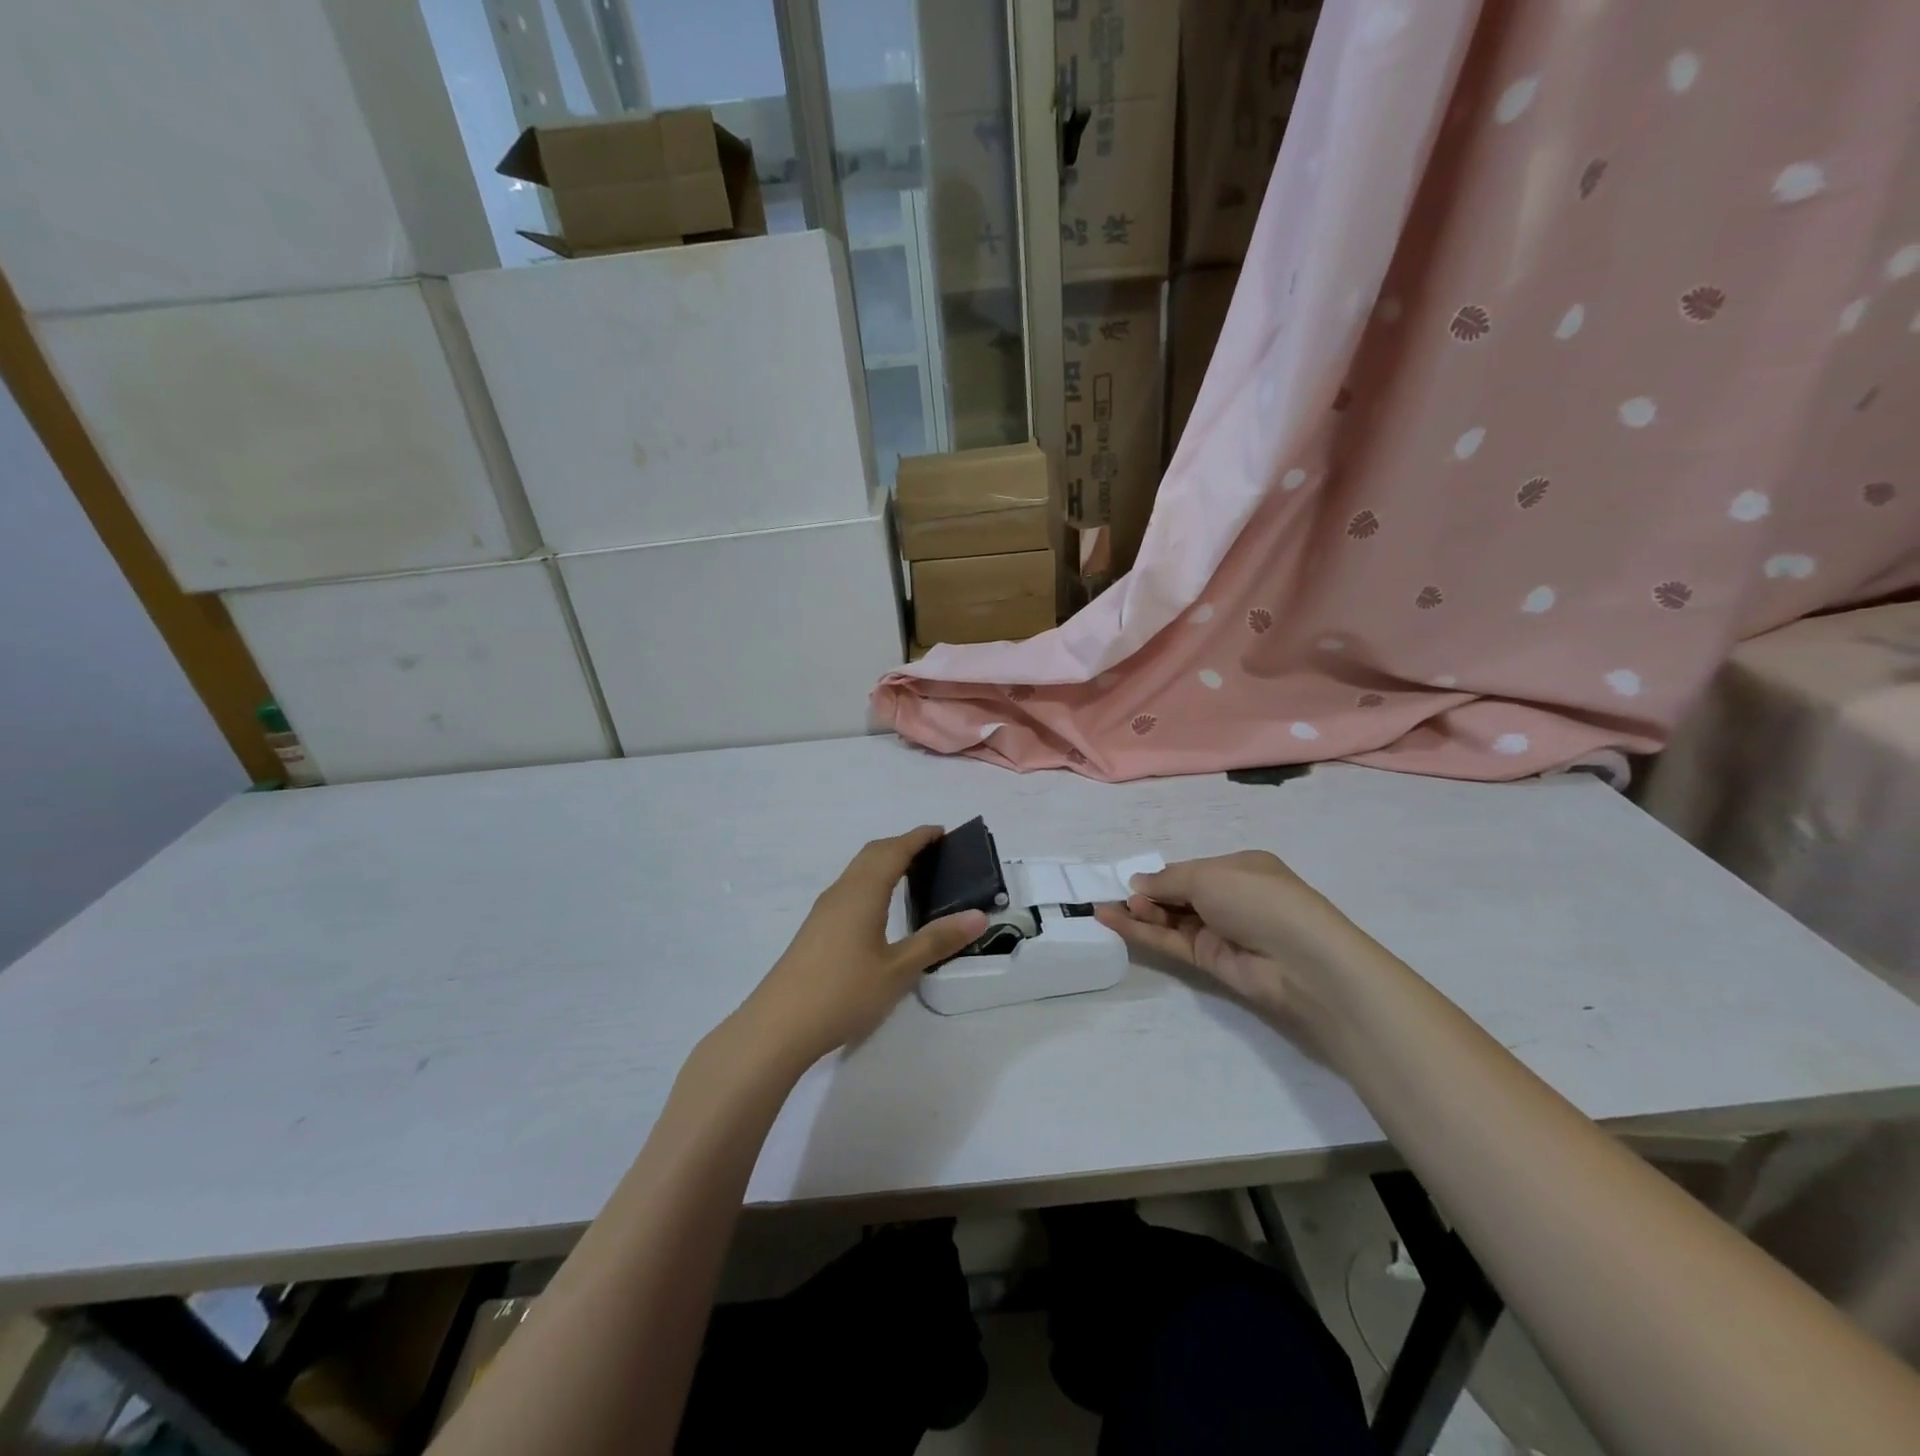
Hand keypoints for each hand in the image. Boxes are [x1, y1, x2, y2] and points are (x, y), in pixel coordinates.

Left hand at [735, 827, 987, 1069]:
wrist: (778, 1027)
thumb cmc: (843, 993)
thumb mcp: (898, 970)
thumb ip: (937, 941)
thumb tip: (978, 915)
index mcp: (862, 892)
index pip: (894, 850)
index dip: (919, 838)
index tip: (943, 832)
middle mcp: (841, 892)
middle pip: (872, 854)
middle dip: (902, 845)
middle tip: (933, 852)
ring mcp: (823, 911)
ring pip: (857, 871)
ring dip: (884, 862)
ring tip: (912, 874)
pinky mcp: (815, 930)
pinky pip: (849, 888)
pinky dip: (871, 881)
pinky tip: (879, 907)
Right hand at [1094, 851, 1371, 1032]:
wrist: (1300, 961)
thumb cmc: (1258, 898)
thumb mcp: (1208, 876)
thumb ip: (1167, 880)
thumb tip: (1136, 883)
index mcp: (1238, 869)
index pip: (1191, 869)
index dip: (1161, 874)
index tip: (1129, 878)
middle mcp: (1229, 898)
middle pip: (1177, 894)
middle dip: (1147, 893)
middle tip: (1114, 895)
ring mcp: (1219, 931)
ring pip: (1170, 919)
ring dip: (1140, 912)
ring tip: (1107, 906)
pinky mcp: (1209, 961)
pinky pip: (1168, 942)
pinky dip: (1141, 932)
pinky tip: (1111, 920)